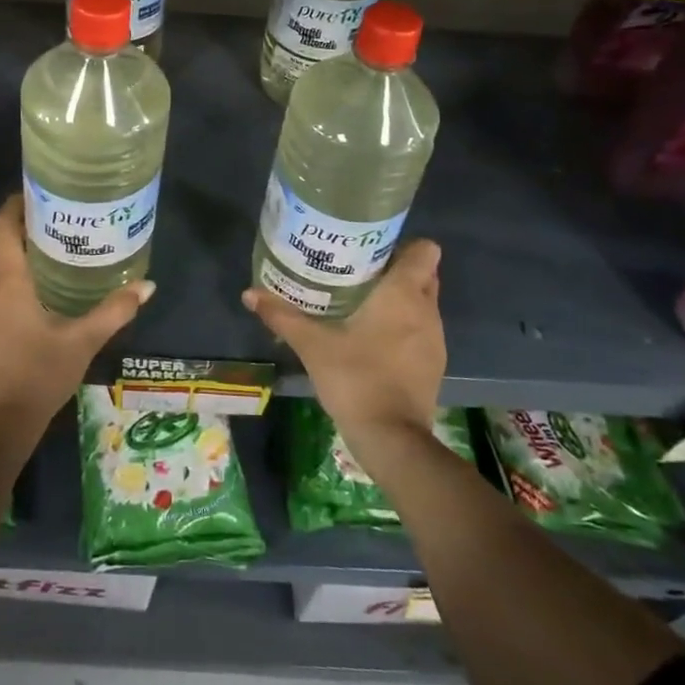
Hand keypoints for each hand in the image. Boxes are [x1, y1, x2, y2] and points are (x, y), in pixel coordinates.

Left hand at [0, 194, 154, 427]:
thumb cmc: (40, 372)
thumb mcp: (83, 340)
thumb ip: (115, 309)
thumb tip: (148, 285)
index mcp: (6, 279)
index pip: (2, 224)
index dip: (16, 205)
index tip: (40, 195)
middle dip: (17, 226)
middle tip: (53, 221)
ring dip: (9, 252)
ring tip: (46, 250)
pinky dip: (3, 276)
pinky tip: (30, 290)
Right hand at [242, 240, 444, 453]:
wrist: (392, 439)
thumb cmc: (356, 378)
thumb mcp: (312, 345)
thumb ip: (282, 316)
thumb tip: (249, 293)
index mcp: (403, 294)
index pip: (426, 250)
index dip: (404, 245)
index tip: (374, 249)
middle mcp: (426, 311)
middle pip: (424, 274)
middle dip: (398, 269)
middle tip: (359, 272)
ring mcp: (435, 340)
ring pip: (423, 303)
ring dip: (401, 300)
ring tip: (362, 303)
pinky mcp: (434, 365)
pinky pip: (422, 330)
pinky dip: (404, 327)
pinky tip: (374, 339)